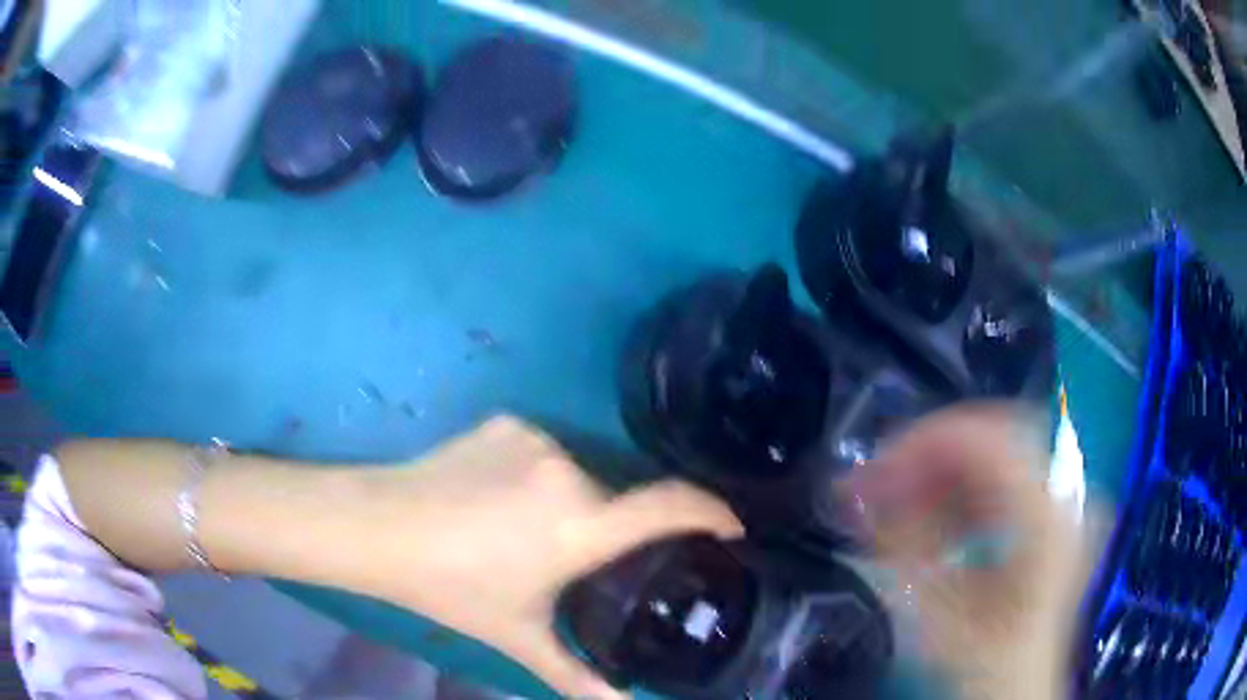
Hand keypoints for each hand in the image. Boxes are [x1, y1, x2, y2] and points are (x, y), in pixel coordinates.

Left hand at [340, 417, 743, 698]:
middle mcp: (568, 472)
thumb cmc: (452, 588)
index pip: (670, 505)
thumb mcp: (519, 637)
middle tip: (581, 560)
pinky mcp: (508, 422)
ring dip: (572, 502)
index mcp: (579, 526)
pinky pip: (542, 451)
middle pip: (616, 497)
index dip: (711, 511)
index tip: (730, 526)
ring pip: (580, 473)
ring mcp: (536, 439)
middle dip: (612, 527)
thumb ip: (576, 677)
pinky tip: (499, 499)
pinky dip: (537, 475)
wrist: (379, 527)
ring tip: (528, 534)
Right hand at [846, 404, 1089, 699]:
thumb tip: (862, 490)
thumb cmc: (983, 663)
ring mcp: (1059, 502)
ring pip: (994, 455)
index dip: (923, 443)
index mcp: (1047, 516)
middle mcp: (1062, 495)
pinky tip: (928, 514)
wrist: (1018, 691)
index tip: (872, 472)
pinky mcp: (1047, 515)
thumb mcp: (939, 616)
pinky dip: (959, 490)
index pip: (987, 439)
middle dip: (928, 455)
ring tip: (895, 503)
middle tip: (878, 485)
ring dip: (939, 472)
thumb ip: (904, 547)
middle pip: (991, 438)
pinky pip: (1000, 480)